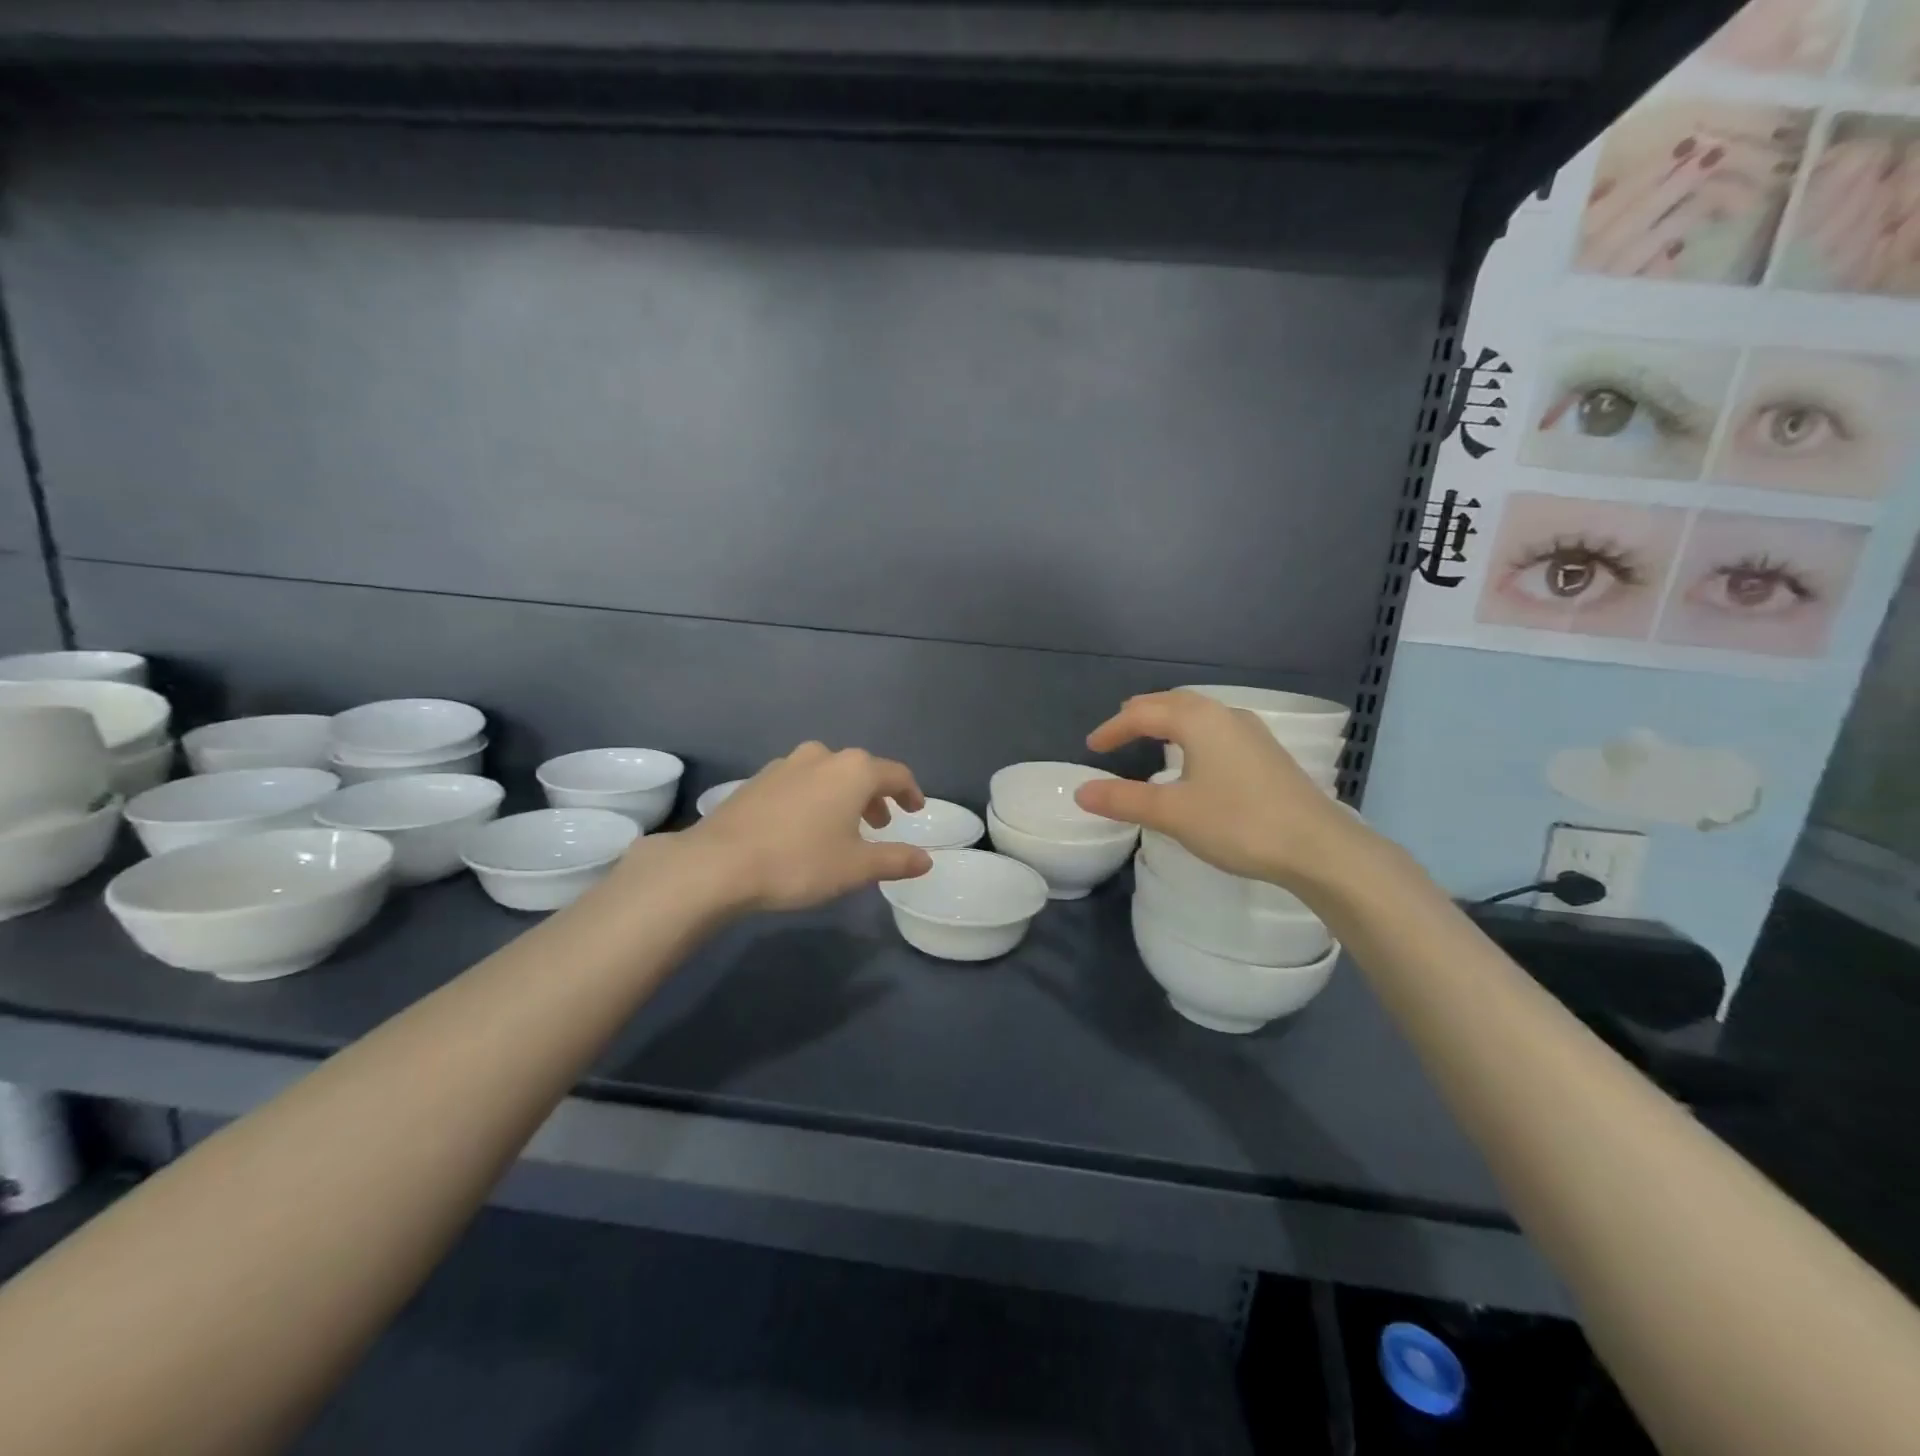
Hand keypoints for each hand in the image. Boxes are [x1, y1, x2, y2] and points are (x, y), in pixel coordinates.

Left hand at [685, 742, 933, 911]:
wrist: (718, 863)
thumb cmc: (799, 861)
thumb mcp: (856, 867)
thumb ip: (895, 860)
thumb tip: (925, 860)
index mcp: (853, 771)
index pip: (896, 774)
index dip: (910, 792)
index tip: (915, 810)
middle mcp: (822, 757)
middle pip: (860, 771)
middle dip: (875, 796)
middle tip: (881, 825)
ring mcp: (786, 765)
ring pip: (827, 774)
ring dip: (843, 796)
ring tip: (843, 826)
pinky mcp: (758, 779)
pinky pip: (800, 782)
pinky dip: (814, 798)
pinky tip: (804, 826)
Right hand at [1072, 691, 1374, 894]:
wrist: (1317, 847)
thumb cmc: (1238, 823)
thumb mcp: (1172, 813)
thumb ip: (1123, 800)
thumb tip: (1081, 792)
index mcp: (1198, 720)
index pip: (1143, 714)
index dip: (1113, 729)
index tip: (1091, 748)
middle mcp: (1225, 715)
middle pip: (1173, 702)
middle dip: (1140, 715)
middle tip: (1117, 732)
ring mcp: (1251, 732)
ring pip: (1198, 714)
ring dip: (1168, 720)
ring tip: (1150, 736)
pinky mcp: (1267, 753)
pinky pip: (1216, 729)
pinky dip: (1191, 733)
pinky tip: (1195, 757)